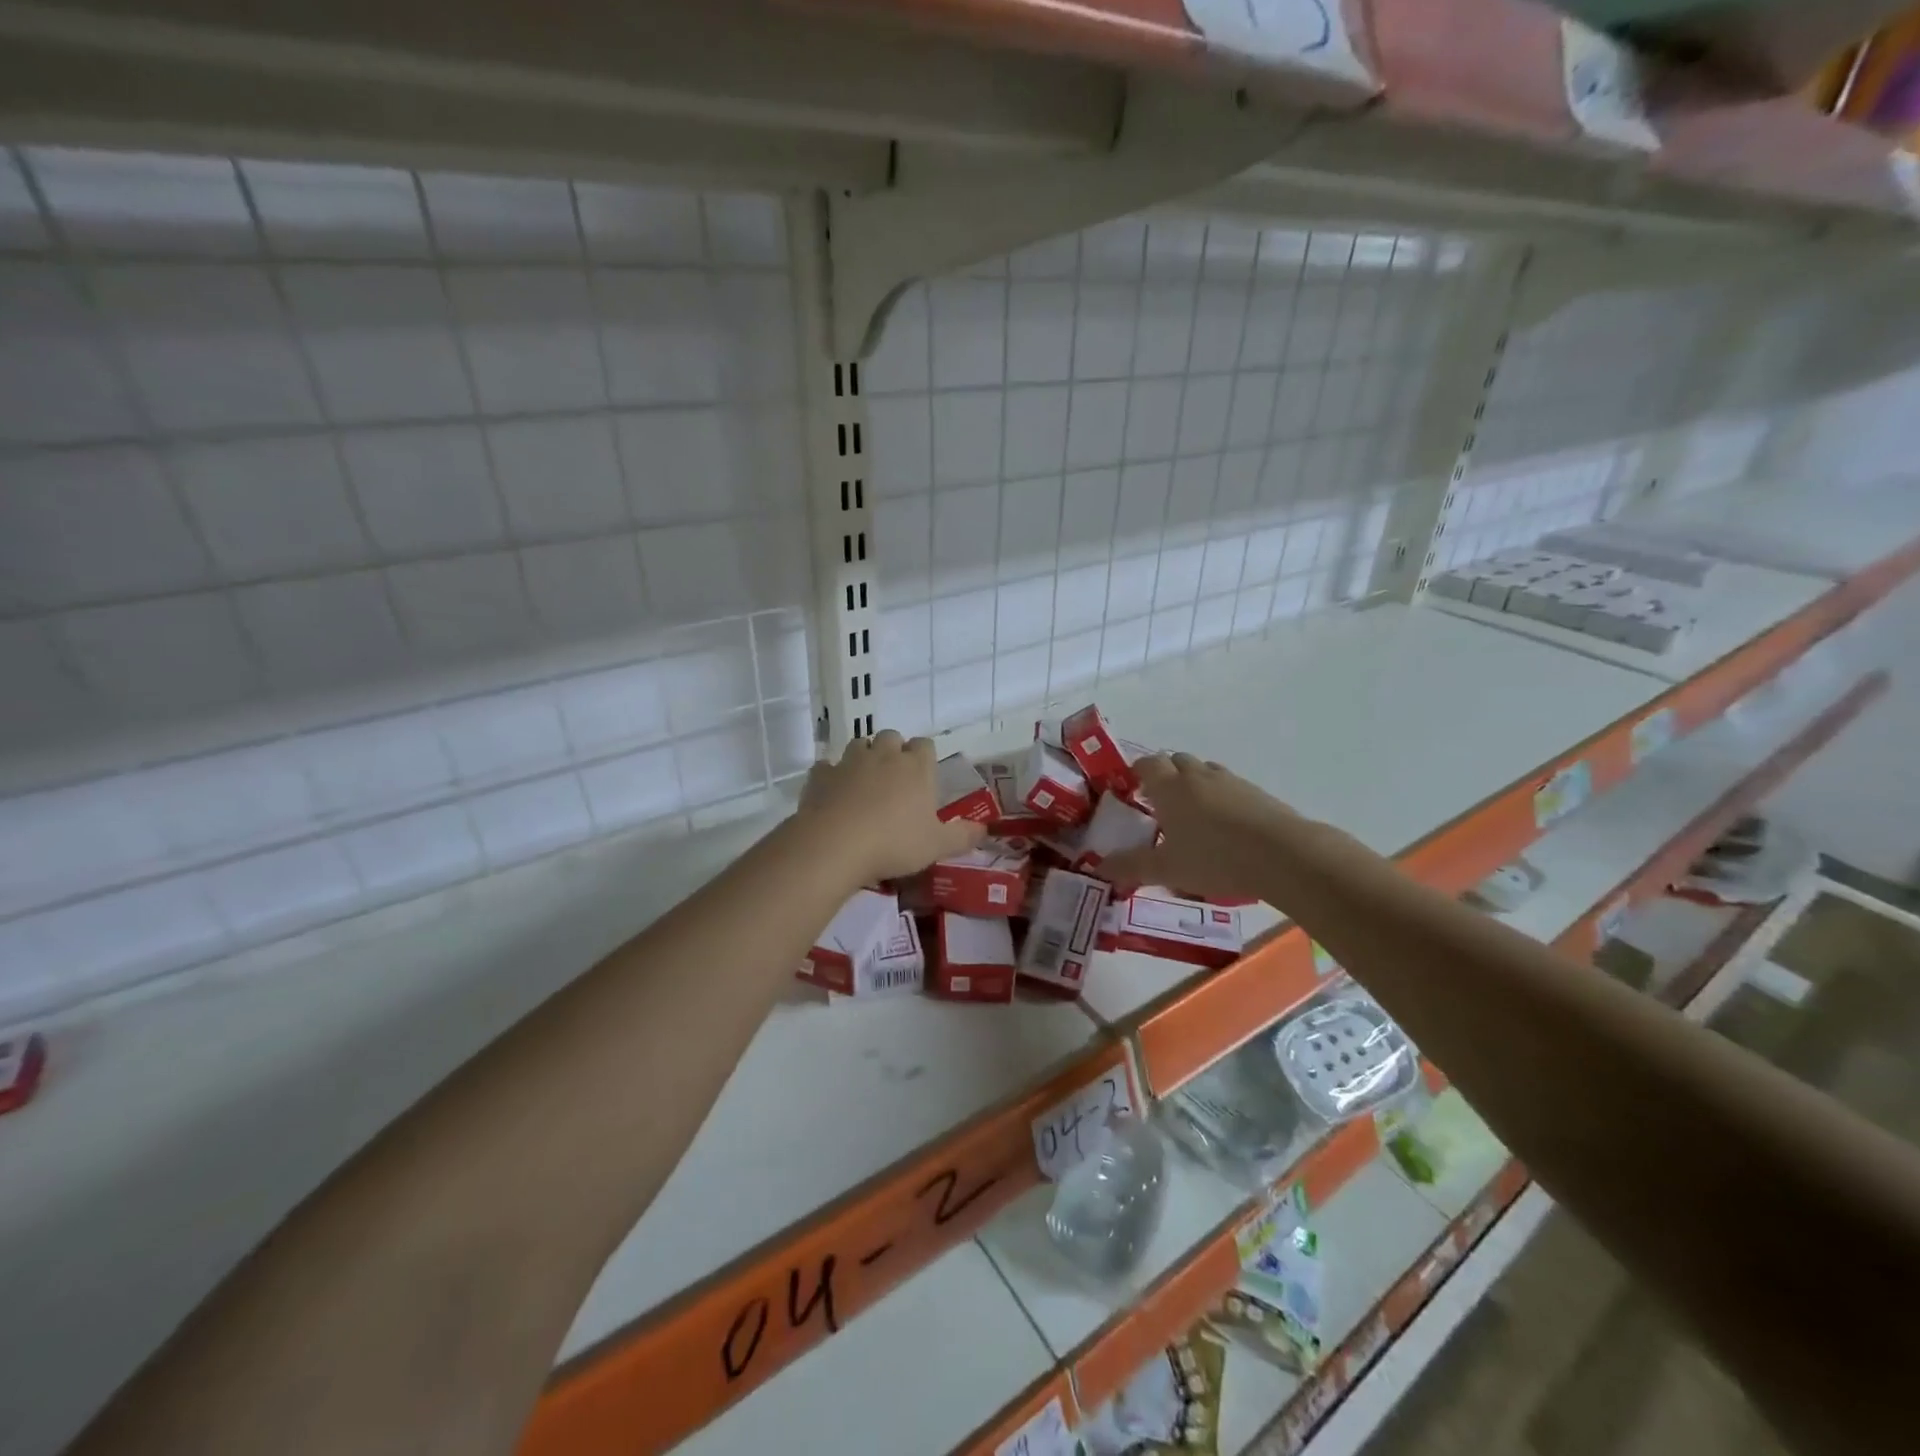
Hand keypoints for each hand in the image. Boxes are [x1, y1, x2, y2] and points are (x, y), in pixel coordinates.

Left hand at [797, 730, 986, 884]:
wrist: (835, 844)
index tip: (923, 776)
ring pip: (859, 744)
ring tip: (865, 783)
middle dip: (893, 751)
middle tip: (894, 780)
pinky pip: (827, 767)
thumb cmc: (894, 843)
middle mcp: (884, 755)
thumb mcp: (937, 846)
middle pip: (891, 737)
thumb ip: (962, 836)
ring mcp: (849, 762)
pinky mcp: (820, 775)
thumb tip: (984, 829)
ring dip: (863, 757)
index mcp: (916, 767)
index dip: (924, 757)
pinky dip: (831, 776)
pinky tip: (833, 793)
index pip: (925, 745)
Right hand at [1101, 753, 1308, 902]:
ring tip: (1192, 813)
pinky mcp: (1256, 793)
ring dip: (1194, 783)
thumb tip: (1098, 867)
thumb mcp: (1166, 869)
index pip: (1147, 764)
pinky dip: (1221, 797)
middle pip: (1176, 761)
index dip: (1137, 771)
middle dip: (1165, 775)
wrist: (1283, 855)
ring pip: (1204, 771)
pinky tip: (1225, 825)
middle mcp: (1197, 776)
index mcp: (1169, 787)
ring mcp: (1230, 781)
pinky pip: (1230, 786)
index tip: (1131, 787)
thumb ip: (1130, 866)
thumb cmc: (1214, 858)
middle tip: (1160, 803)